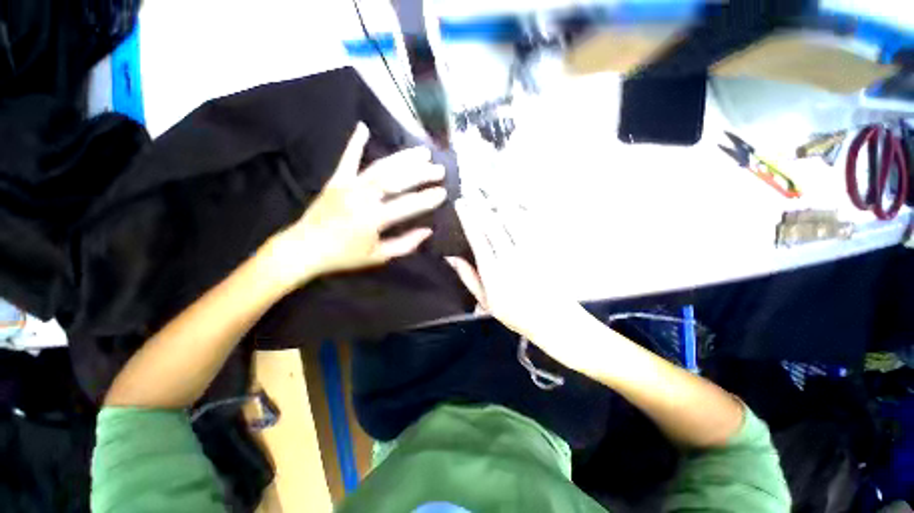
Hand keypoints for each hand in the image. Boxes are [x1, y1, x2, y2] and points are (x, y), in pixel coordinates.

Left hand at [263, 123, 446, 288]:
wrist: (303, 248)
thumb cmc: (343, 256)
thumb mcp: (378, 256)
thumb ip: (405, 244)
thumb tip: (427, 231)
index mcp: (373, 219)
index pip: (407, 205)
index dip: (427, 199)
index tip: (443, 192)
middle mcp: (363, 198)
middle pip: (397, 180)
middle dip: (421, 173)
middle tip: (439, 168)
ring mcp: (348, 186)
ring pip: (380, 167)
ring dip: (403, 158)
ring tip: (422, 151)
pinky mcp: (336, 180)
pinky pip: (347, 159)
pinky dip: (354, 142)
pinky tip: (363, 126)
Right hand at [445, 195, 584, 340]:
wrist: (553, 319)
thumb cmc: (516, 313)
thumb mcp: (486, 302)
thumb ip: (469, 278)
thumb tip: (452, 257)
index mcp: (493, 273)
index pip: (477, 238)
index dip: (468, 218)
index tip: (461, 203)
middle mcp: (510, 258)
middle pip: (493, 224)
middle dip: (481, 202)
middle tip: (472, 185)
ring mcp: (530, 251)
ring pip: (514, 218)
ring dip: (500, 199)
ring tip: (491, 183)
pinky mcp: (546, 248)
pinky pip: (535, 223)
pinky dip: (525, 207)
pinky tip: (517, 196)